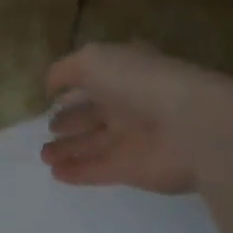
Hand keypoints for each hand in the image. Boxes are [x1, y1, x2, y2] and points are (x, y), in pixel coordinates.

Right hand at [40, 44, 232, 193]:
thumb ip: (65, 70)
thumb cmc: (139, 82)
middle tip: (46, 130)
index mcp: (123, 69)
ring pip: (94, 142)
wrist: (190, 125)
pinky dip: (78, 171)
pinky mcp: (134, 169)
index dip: (73, 84)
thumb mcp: (93, 60)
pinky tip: (56, 173)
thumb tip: (50, 86)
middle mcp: (128, 101)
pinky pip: (100, 169)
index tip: (51, 95)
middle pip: (93, 112)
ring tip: (43, 155)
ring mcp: (132, 136)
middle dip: (69, 121)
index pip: (94, 76)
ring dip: (68, 148)